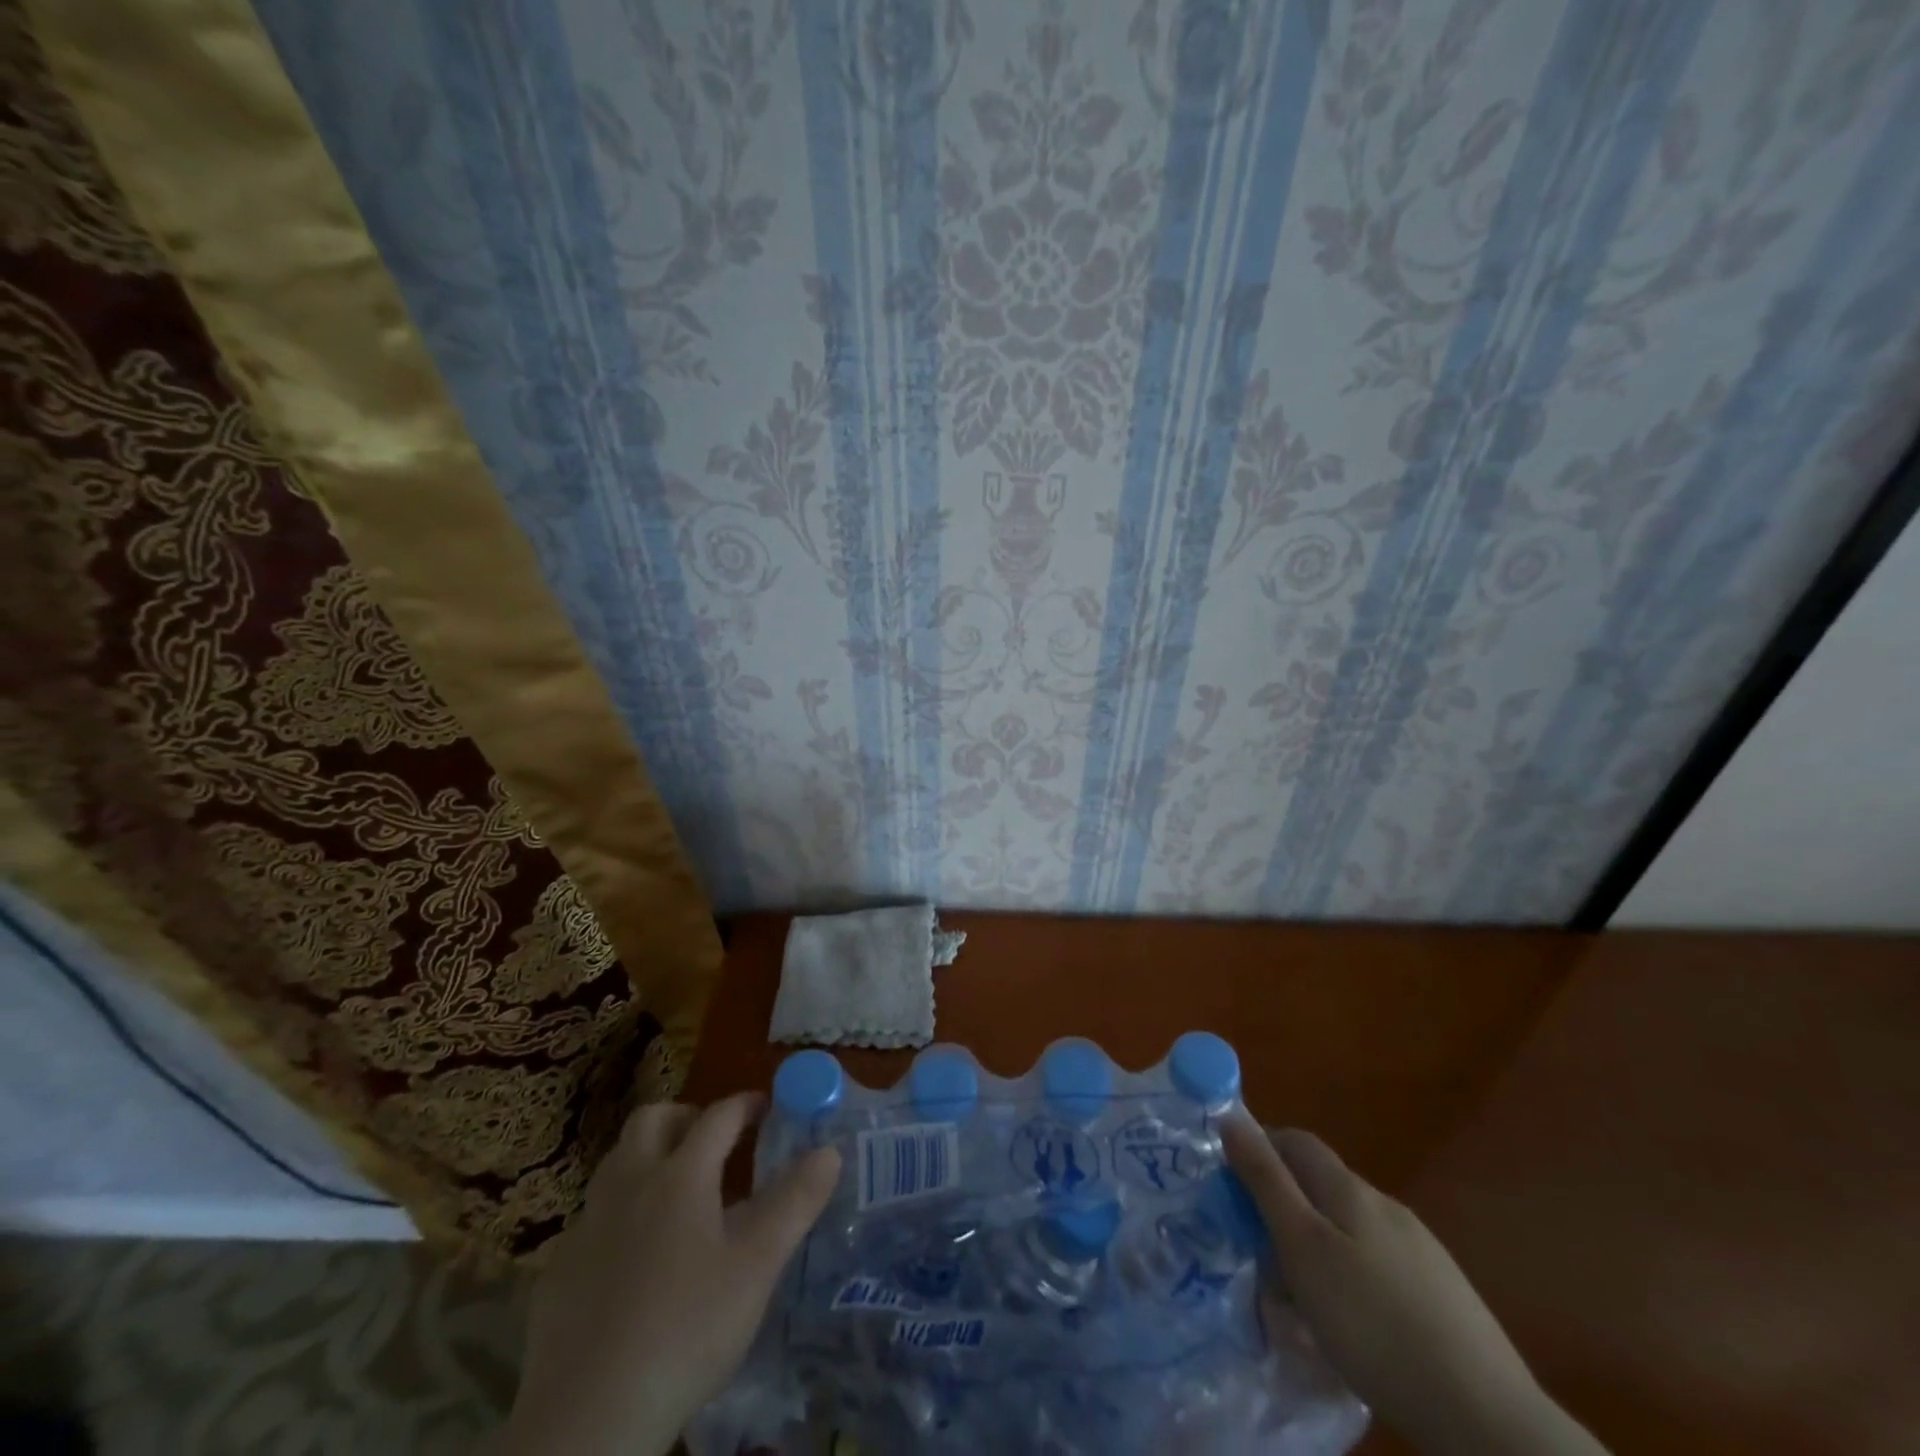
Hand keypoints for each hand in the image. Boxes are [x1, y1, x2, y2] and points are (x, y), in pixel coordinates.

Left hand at [501, 1093, 840, 1455]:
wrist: (587, 1421)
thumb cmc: (686, 1331)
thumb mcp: (757, 1267)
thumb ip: (795, 1202)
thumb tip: (829, 1150)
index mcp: (680, 1175)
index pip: (718, 1116)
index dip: (746, 1105)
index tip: (767, 1107)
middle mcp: (629, 1184)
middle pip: (652, 1119)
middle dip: (686, 1117)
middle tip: (714, 1143)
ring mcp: (587, 1224)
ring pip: (617, 1162)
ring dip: (649, 1158)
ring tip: (679, 1193)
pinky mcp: (559, 1269)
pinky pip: (594, 1215)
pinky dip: (621, 1212)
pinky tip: (636, 1256)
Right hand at [1222, 1115, 1605, 1455]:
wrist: (1485, 1413)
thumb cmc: (1372, 1321)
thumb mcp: (1302, 1247)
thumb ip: (1265, 1180)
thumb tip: (1230, 1116)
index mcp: (1348, 1188)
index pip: (1294, 1139)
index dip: (1259, 1147)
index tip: (1230, 1183)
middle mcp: (1384, 1204)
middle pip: (1320, 1183)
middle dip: (1282, 1204)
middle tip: (1256, 1250)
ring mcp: (1419, 1248)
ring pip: (1348, 1227)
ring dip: (1315, 1244)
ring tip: (1297, 1295)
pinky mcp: (1441, 1292)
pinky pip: (1377, 1265)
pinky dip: (1350, 1276)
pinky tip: (1351, 1320)